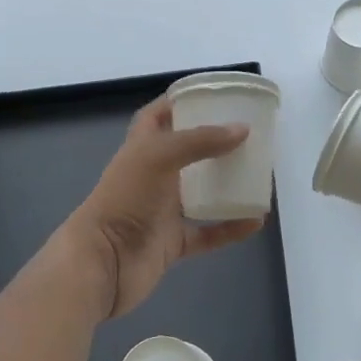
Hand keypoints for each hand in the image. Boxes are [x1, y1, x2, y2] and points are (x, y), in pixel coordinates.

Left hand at [67, 97, 265, 318]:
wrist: (102, 263)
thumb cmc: (125, 199)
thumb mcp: (159, 156)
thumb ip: (201, 141)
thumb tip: (242, 130)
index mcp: (142, 149)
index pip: (157, 117)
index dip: (179, 103)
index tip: (211, 97)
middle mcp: (152, 176)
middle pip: (186, 153)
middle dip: (214, 143)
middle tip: (247, 134)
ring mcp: (162, 211)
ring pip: (200, 193)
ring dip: (227, 185)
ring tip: (258, 174)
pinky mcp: (172, 242)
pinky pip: (208, 232)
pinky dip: (231, 227)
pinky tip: (256, 220)